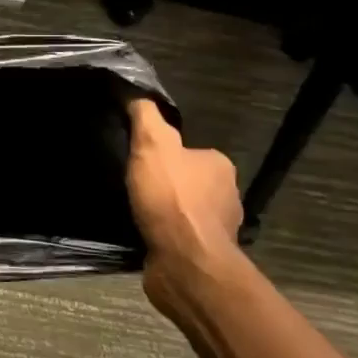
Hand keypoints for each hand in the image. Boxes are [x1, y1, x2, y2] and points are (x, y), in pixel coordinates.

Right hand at [125, 99, 242, 285]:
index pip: (188, 150)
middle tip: (131, 184)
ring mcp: (216, 228)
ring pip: (183, 210)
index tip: (137, 159)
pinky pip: (177, 236)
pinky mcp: (201, 254)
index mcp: (219, 165)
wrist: (185, 263)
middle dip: (163, 183)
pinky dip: (161, 234)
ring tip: (132, 210)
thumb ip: (145, 117)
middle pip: (187, 180)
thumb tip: (136, 94)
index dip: (161, 153)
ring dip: (163, 211)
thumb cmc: (171, 199)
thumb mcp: (152, 145)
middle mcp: (226, 195)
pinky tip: (141, 233)